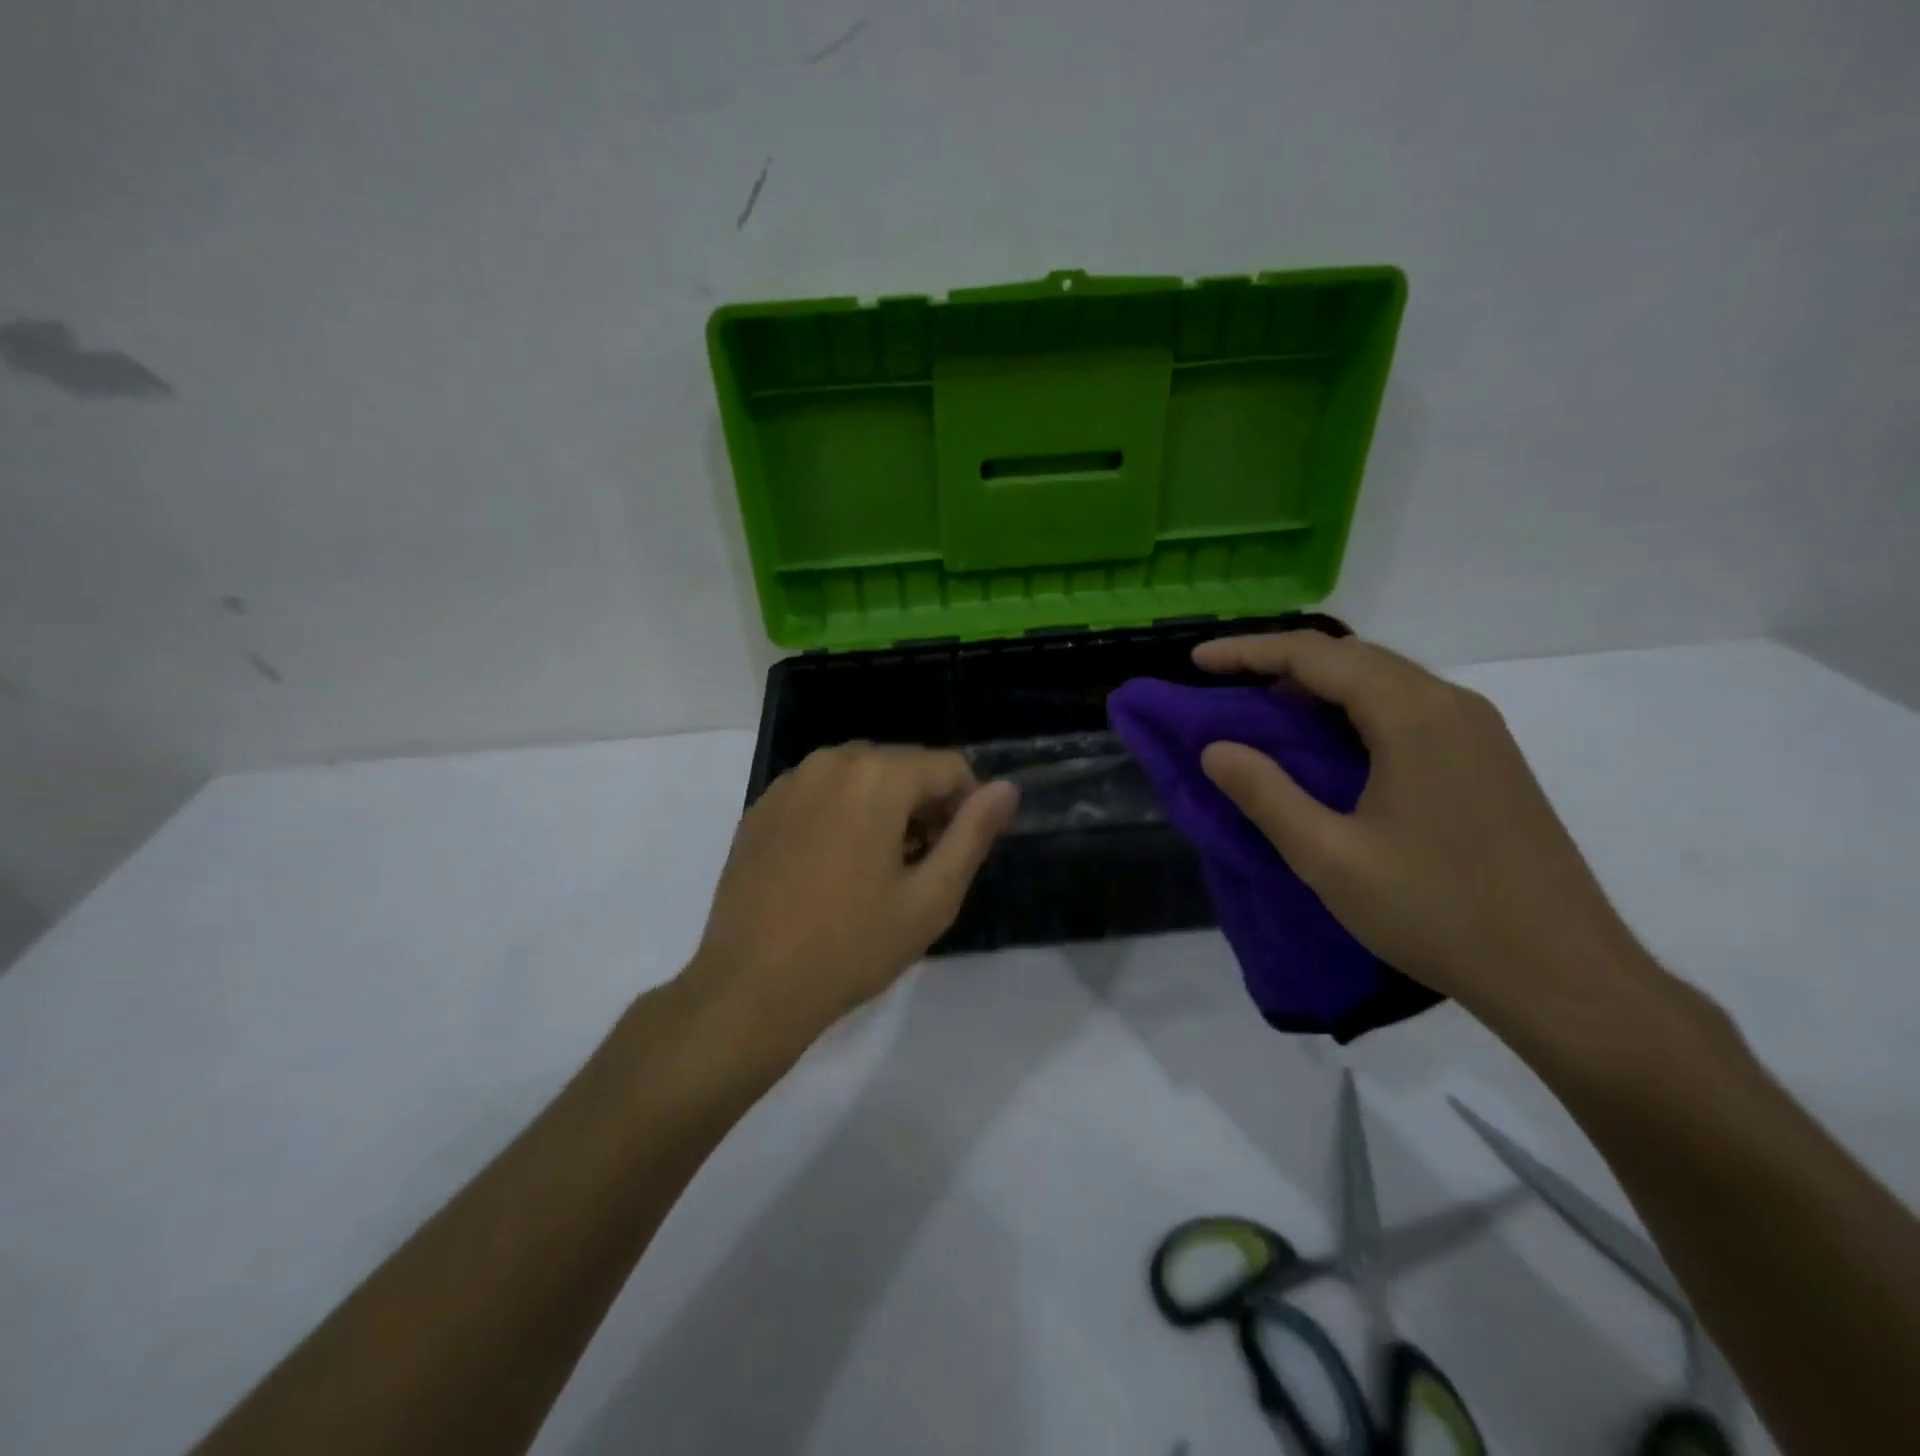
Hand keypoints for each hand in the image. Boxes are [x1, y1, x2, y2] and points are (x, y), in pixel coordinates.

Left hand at [685, 745, 1018, 1042]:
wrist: (750, 987)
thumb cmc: (852, 946)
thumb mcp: (931, 898)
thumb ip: (973, 834)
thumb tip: (1007, 788)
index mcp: (877, 776)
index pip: (949, 767)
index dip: (967, 807)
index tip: (954, 855)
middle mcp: (831, 762)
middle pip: (903, 765)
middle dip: (924, 805)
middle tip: (918, 866)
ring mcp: (789, 781)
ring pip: (861, 775)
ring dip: (883, 806)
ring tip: (876, 868)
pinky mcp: (762, 806)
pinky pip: (821, 791)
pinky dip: (842, 812)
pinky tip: (832, 866)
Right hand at [1193, 632, 1649, 1025]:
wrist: (1564, 975)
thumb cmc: (1437, 912)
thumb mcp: (1329, 857)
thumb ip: (1265, 794)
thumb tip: (1214, 749)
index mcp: (1413, 715)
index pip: (1315, 655)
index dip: (1248, 652)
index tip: (1196, 662)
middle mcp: (1451, 705)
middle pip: (1352, 658)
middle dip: (1280, 662)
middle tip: (1223, 686)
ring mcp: (1477, 732)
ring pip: (1383, 682)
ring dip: (1319, 686)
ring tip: (1265, 713)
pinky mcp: (1487, 761)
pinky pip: (1407, 710)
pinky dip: (1353, 711)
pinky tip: (1329, 747)